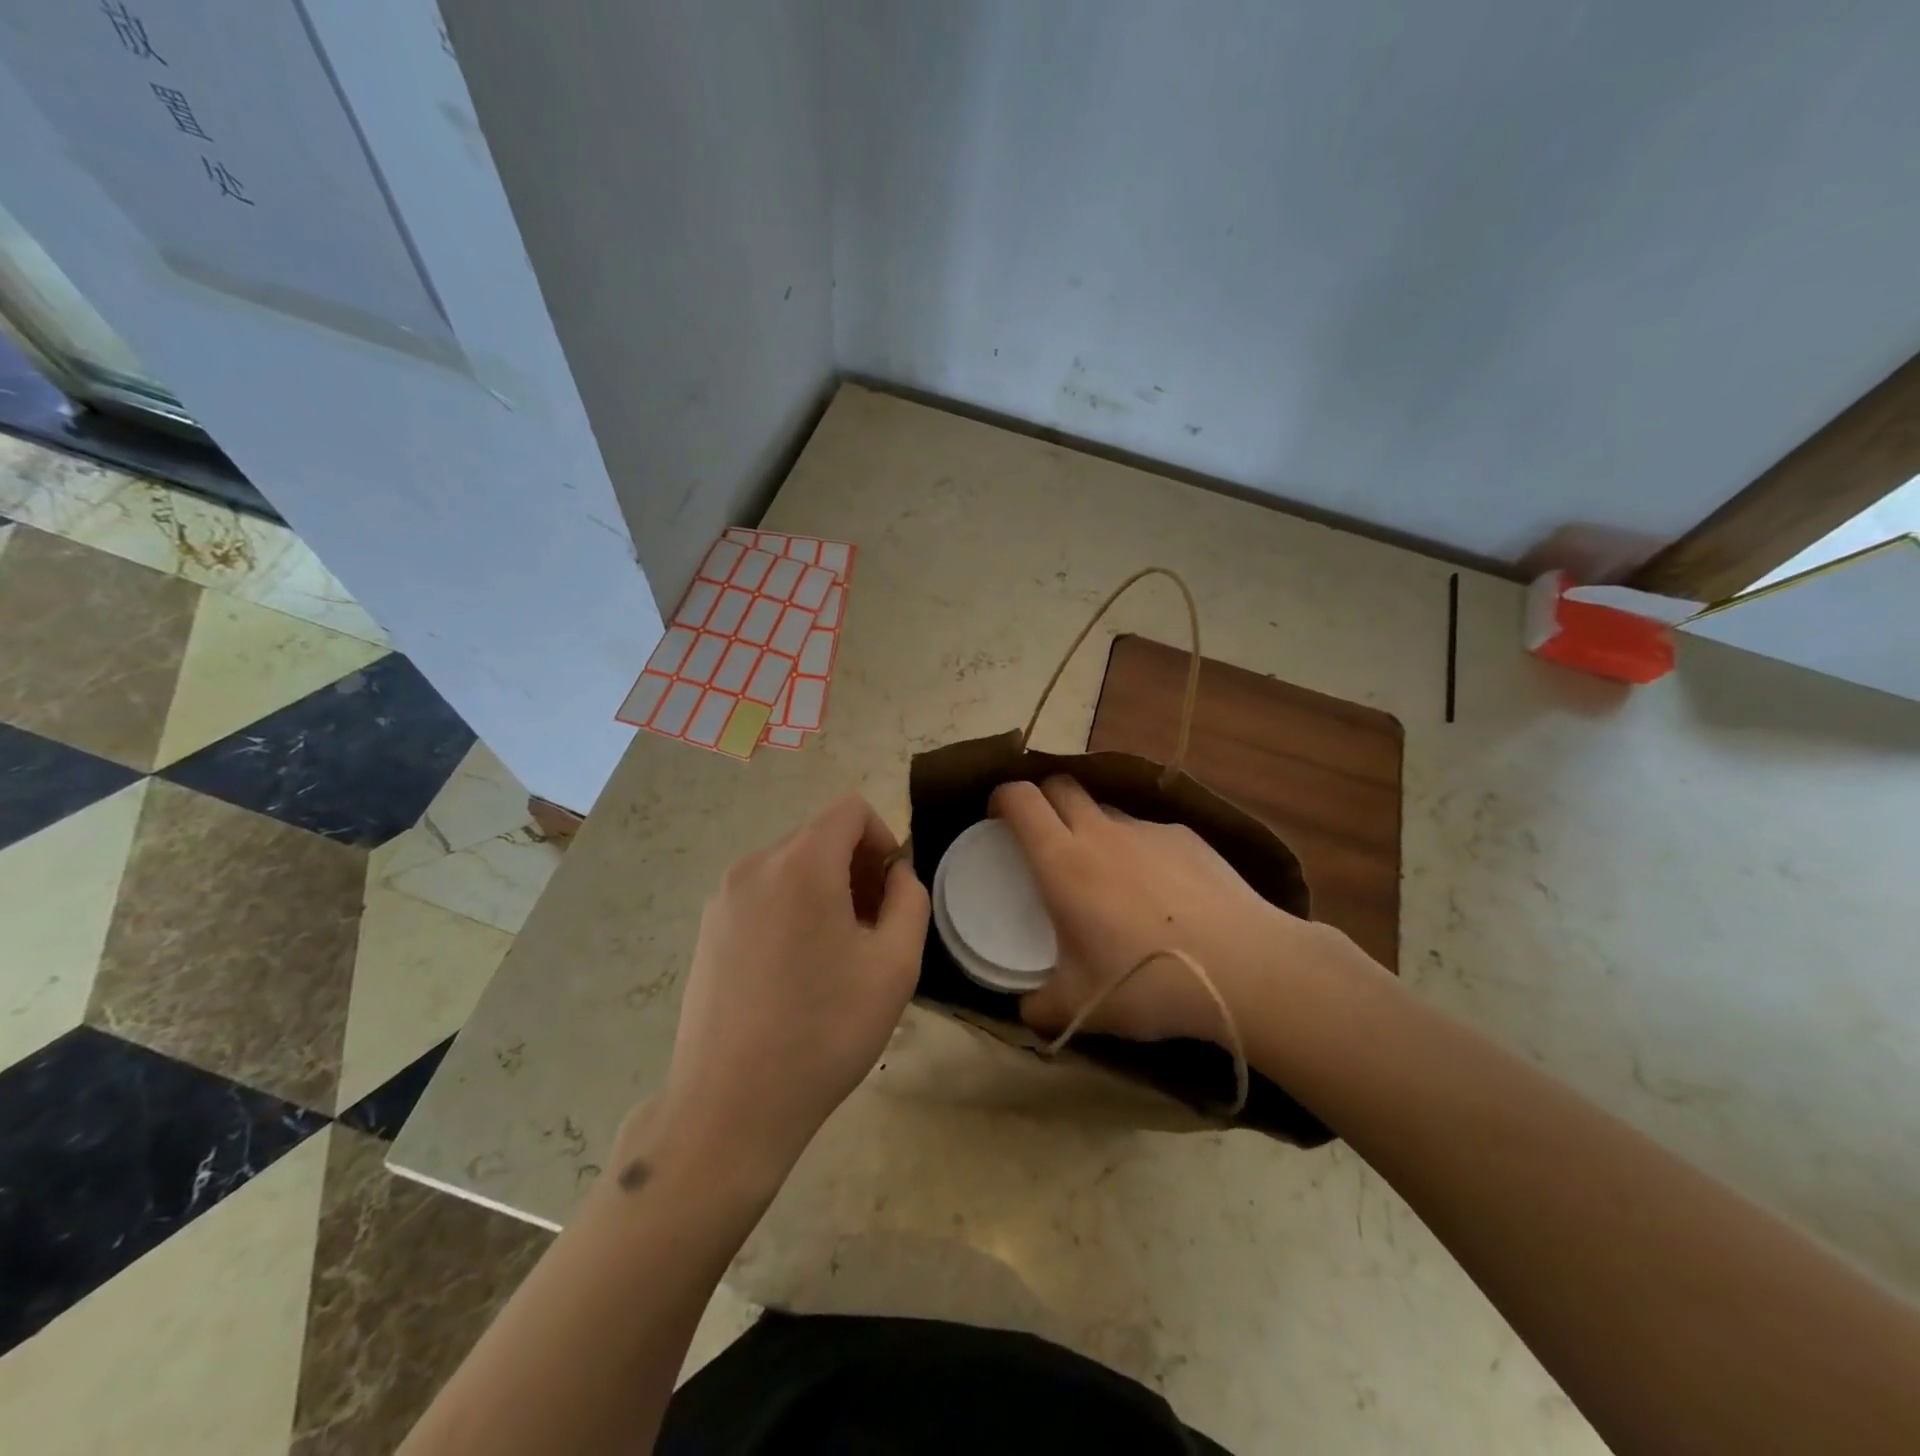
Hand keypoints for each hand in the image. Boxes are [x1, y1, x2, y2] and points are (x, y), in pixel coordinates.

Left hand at [642, 794, 929, 1193]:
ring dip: (826, 891)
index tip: (892, 892)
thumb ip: (909, 899)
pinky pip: (763, 895)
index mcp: (801, 863)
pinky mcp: (706, 929)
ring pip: (791, 867)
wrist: (730, 1107)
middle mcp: (755, 866)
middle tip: (873, 930)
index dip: (883, 838)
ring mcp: (723, 898)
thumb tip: (895, 874)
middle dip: (857, 869)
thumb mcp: (895, 964)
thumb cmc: (825, 1031)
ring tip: (836, 957)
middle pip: (820, 837)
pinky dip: (792, 909)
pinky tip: (797, 972)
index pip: (851, 810)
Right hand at [991, 776, 1360, 1044]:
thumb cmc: (1147, 981)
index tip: (996, 818)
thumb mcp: (1081, 1007)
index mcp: (1063, 862)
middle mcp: (1101, 833)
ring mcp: (1148, 831)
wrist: (1246, 969)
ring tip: (1103, 871)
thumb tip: (1026, 1012)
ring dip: (1091, 826)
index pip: (1021, 799)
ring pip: (1105, 809)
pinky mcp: (1188, 838)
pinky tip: (1159, 890)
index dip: (1001, 798)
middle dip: (1042, 798)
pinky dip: (1137, 848)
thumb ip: (1042, 1008)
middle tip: (1041, 835)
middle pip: (1061, 785)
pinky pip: (1148, 831)